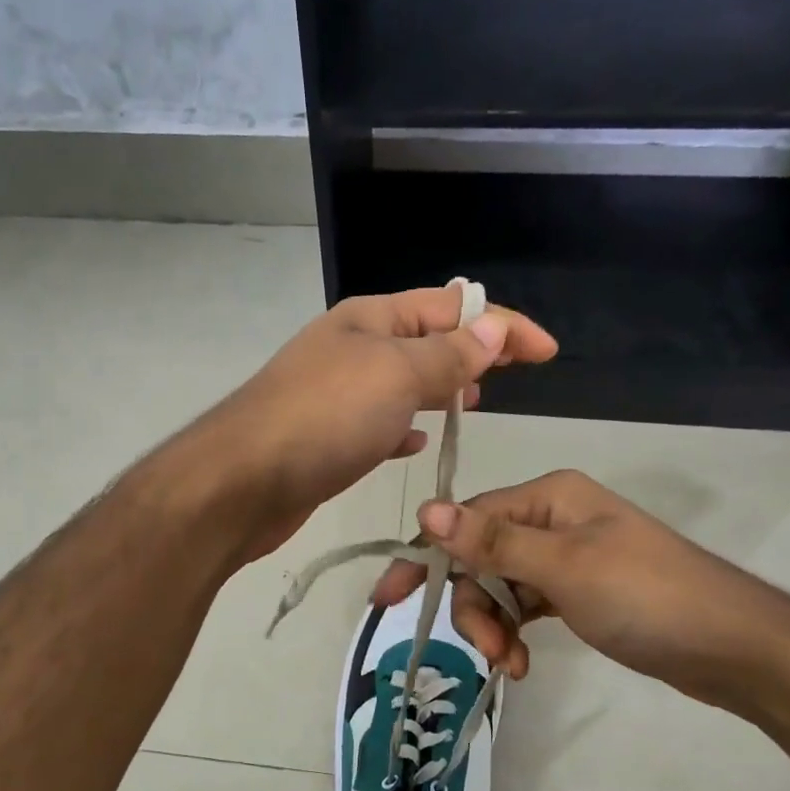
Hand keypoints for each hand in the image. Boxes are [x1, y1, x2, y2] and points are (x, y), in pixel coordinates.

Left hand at [203, 286, 556, 558]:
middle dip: (470, 352)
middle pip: (425, 340)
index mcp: (371, 318)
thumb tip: (493, 329)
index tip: (547, 353)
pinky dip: (403, 428)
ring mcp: (335, 394)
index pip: (451, 307)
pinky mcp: (326, 438)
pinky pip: (377, 423)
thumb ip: (448, 355)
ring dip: (438, 388)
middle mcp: (352, 348)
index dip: (503, 324)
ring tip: (473, 404)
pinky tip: (415, 444)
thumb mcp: (397, 375)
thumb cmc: (325, 418)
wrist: (242, 483)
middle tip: (508, 378)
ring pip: (401, 383)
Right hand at [371, 470, 789, 717]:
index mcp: (548, 496)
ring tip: (509, 665)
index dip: (426, 558)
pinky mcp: (578, 592)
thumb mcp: (564, 568)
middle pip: (480, 556)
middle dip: (474, 605)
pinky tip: (520, 663)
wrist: (735, 648)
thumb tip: (426, 508)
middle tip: (488, 650)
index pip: (466, 520)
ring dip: (495, 626)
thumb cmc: (648, 598)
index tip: (387, 600)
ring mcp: (566, 556)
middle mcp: (552, 518)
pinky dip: (516, 632)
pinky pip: (526, 605)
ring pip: (500, 585)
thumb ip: (492, 541)